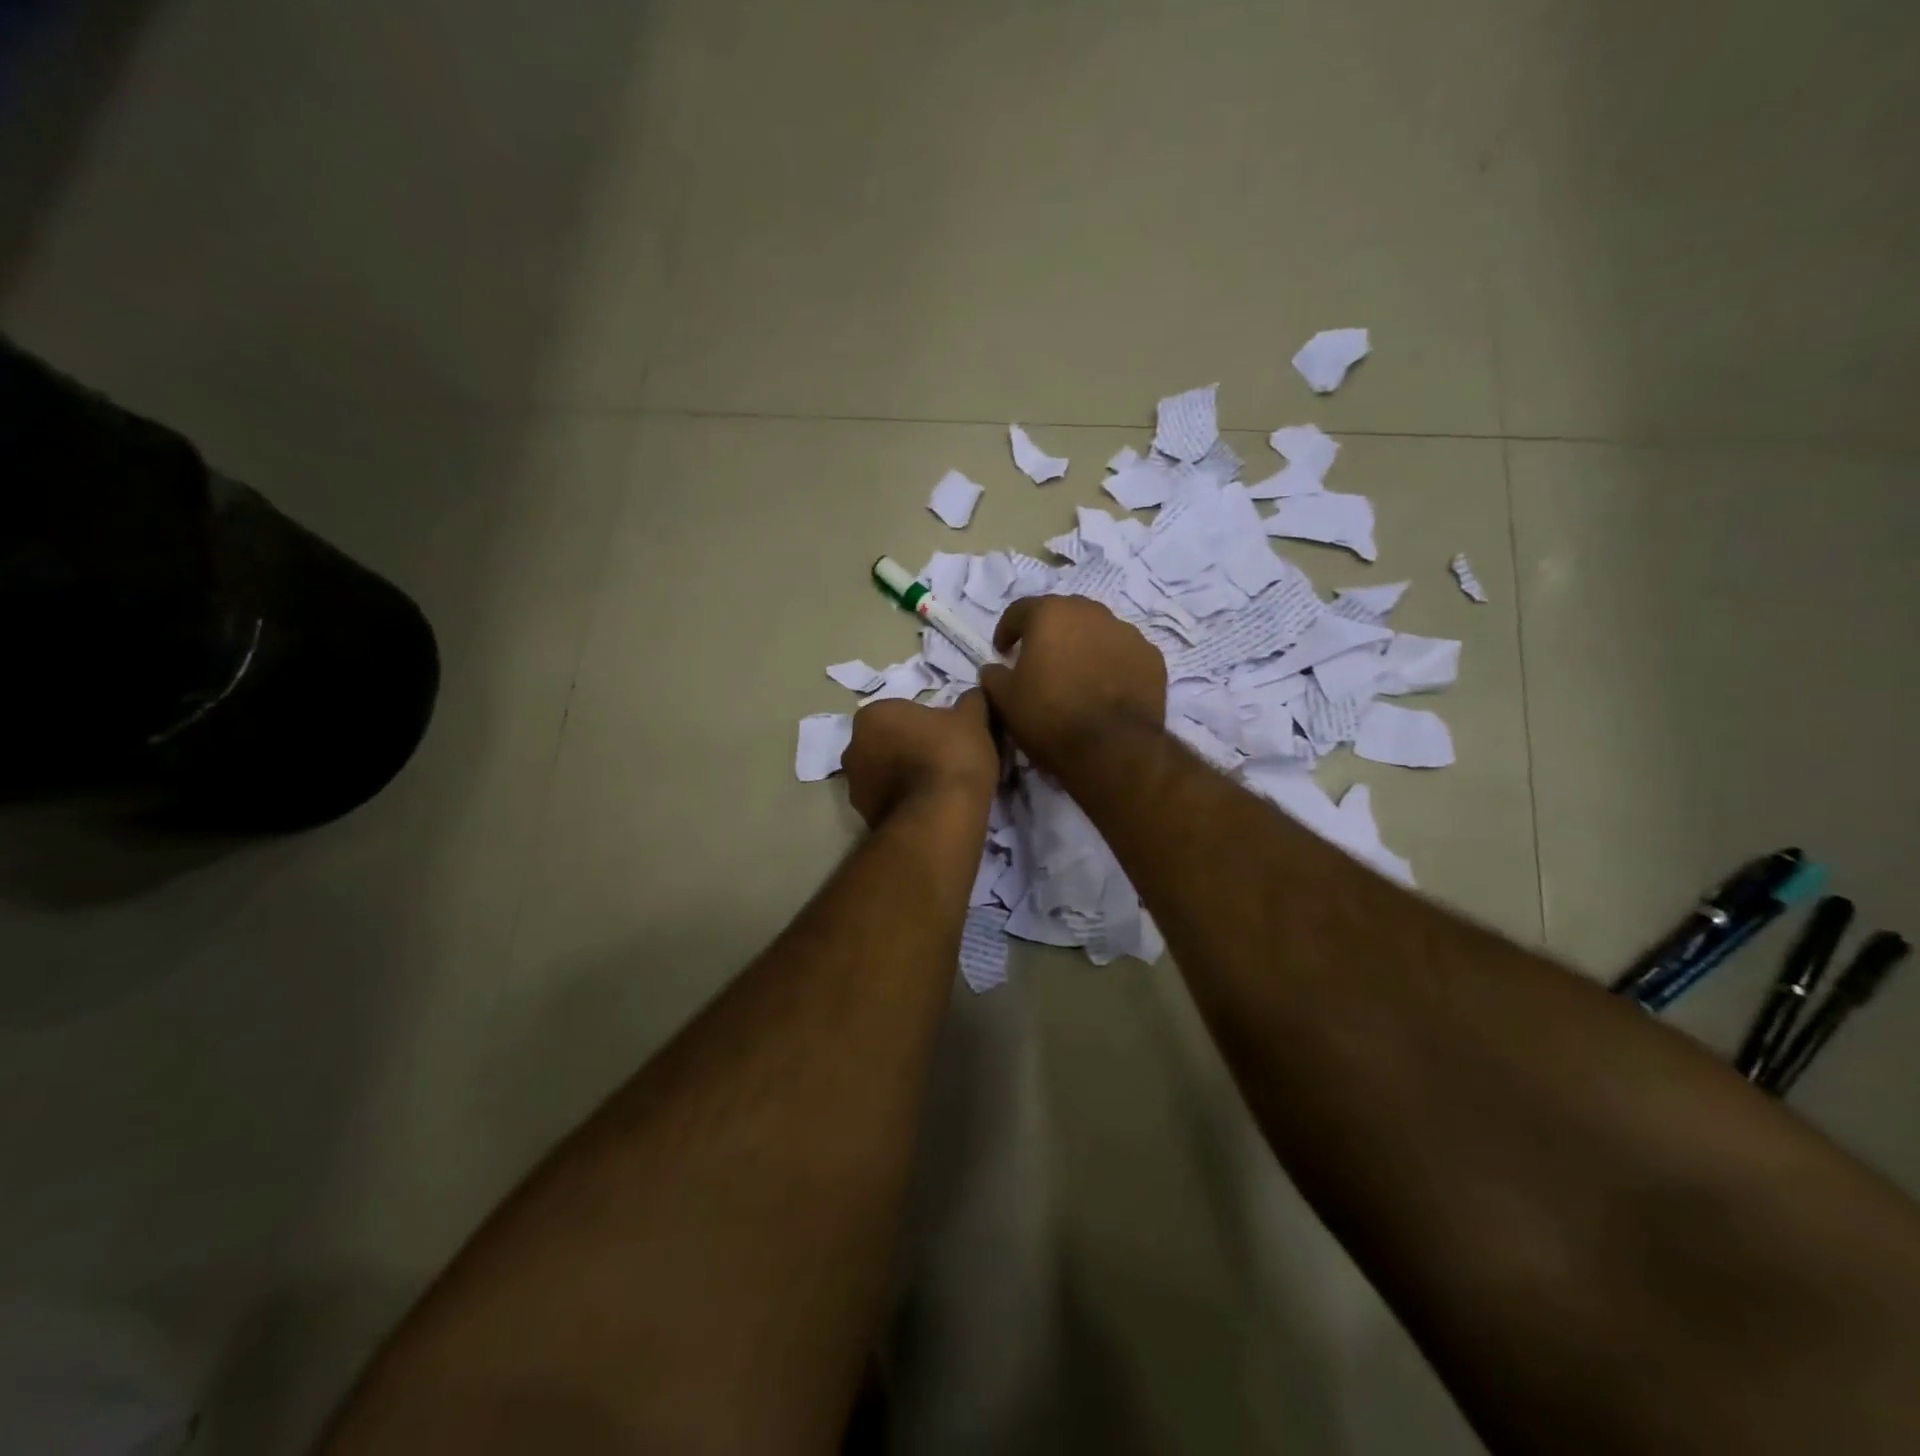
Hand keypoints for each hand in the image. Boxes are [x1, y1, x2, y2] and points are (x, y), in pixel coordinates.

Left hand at [843, 691, 999, 827]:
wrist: (940, 815)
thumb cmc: (952, 756)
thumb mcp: (973, 720)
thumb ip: (971, 702)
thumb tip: (974, 695)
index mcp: (874, 715)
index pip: (901, 712)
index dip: (927, 724)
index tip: (948, 737)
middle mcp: (854, 746)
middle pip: (887, 742)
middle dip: (909, 749)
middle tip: (944, 761)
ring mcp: (854, 784)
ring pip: (884, 773)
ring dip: (903, 776)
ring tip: (938, 789)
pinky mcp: (863, 815)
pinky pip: (887, 800)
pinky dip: (903, 802)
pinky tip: (929, 808)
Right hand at [979, 596, 1166, 775]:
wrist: (1112, 748)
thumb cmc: (1049, 717)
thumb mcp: (1005, 700)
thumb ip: (993, 676)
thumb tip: (994, 668)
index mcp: (1050, 614)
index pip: (1020, 611)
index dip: (1007, 631)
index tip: (1002, 652)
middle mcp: (1091, 612)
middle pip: (1063, 615)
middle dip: (1049, 633)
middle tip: (1040, 661)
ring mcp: (1127, 633)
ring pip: (1097, 632)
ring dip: (1083, 647)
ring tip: (1076, 677)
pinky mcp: (1153, 658)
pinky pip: (1123, 654)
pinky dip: (1111, 664)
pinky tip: (1105, 689)